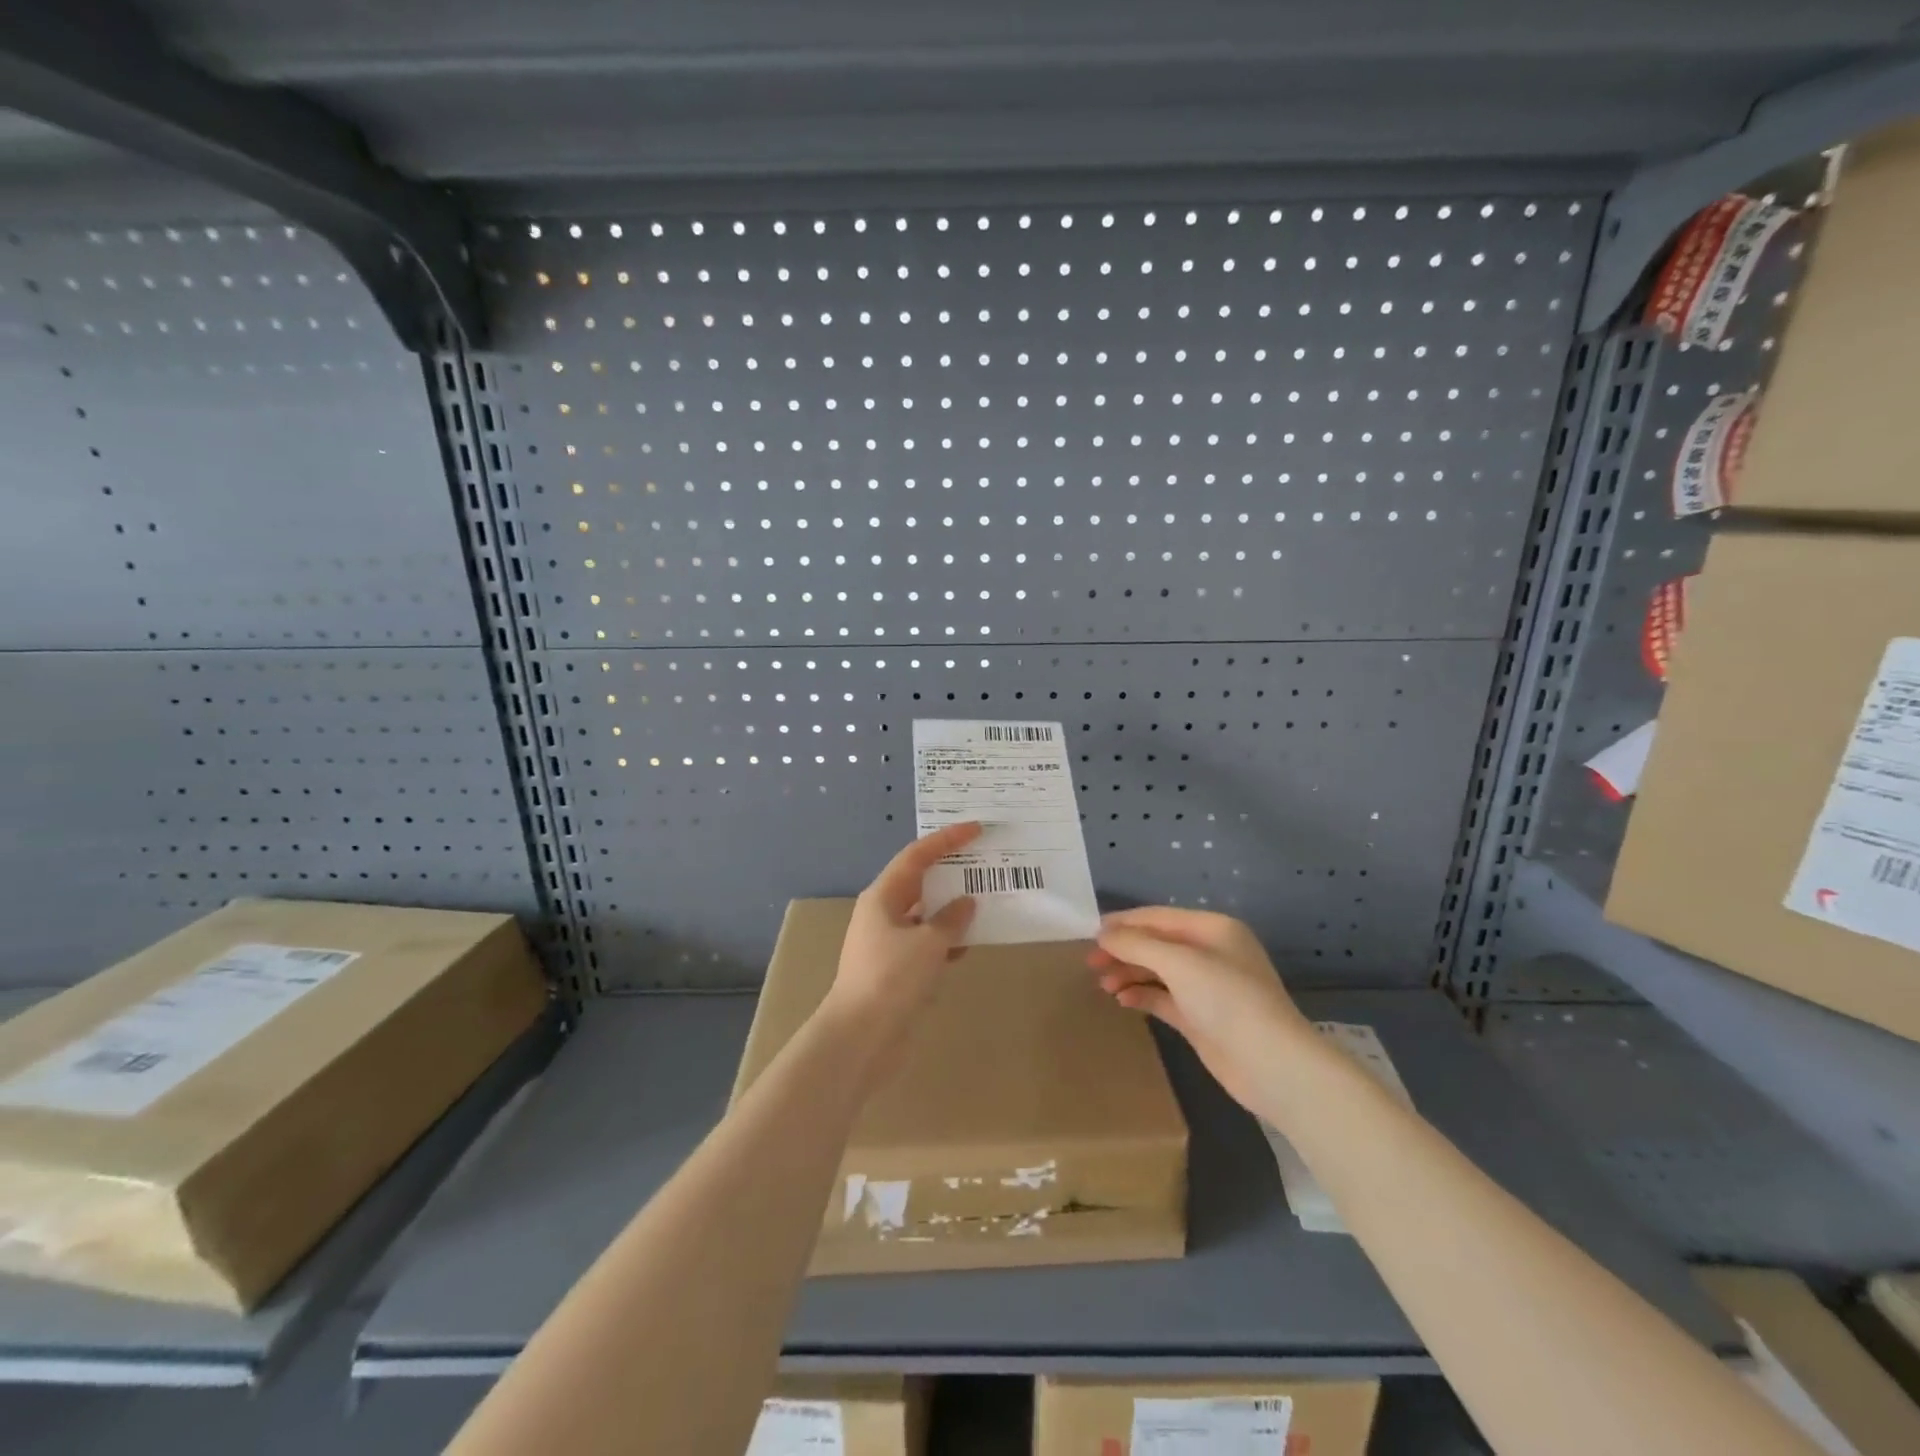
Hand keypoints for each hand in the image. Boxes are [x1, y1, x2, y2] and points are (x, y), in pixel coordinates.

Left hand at [821, 822, 980, 1048]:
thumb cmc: (891, 979)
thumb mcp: (928, 944)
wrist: (860, 1039)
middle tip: (984, 861)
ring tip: (987, 899)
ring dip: (953, 908)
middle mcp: (883, 914)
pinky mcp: (896, 971)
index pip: (916, 856)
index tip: (976, 829)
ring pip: (926, 915)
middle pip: (920, 882)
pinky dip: (948, 940)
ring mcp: (888, 943)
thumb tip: (966, 903)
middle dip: (951, 871)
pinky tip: (971, 943)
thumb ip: (951, 919)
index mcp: (882, 897)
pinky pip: (927, 944)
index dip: (946, 839)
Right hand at [1089, 906, 1310, 1113]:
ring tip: (1103, 985)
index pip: (1158, 917)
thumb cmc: (1227, 1000)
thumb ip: (1137, 945)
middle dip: (1123, 950)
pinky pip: (1163, 998)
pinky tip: (1122, 999)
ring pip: (1157, 971)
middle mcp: (1210, 953)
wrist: (1271, 1065)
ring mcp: (1206, 987)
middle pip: (1156, 944)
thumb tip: (1103, 934)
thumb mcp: (1178, 963)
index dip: (1124, 923)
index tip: (1090, 933)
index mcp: (1212, 929)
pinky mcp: (1200, 1018)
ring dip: (1129, 973)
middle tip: (1090, 963)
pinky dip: (1142, 995)